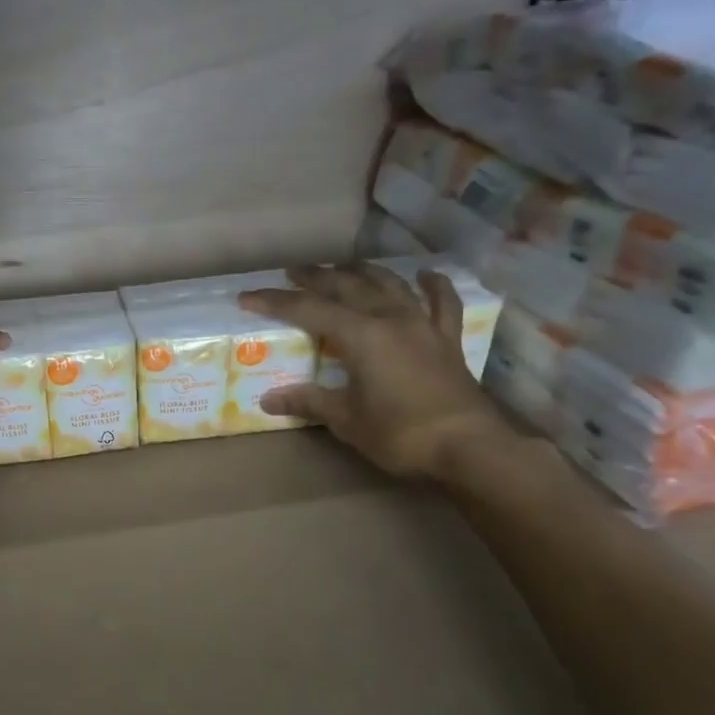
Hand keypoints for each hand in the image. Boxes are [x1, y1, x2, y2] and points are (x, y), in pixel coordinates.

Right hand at [239, 263, 518, 480]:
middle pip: (348, 286)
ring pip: (390, 285)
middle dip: (317, 277)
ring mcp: (422, 325)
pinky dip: (433, 286)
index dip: (276, 302)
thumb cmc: (400, 434)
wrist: (467, 447)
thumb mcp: (346, 420)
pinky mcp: (447, 339)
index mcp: (361, 336)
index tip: (248, 297)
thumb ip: (309, 402)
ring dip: (364, 272)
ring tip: (344, 267)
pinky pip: (442, 303)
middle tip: (293, 271)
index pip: (309, 310)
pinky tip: (425, 274)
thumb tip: (270, 399)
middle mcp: (390, 319)